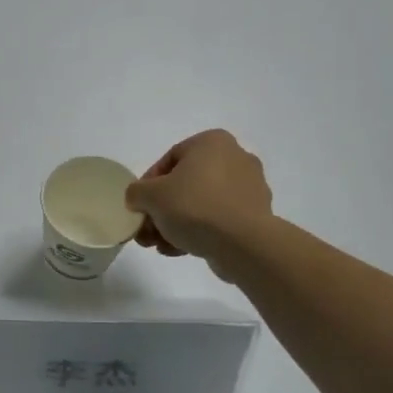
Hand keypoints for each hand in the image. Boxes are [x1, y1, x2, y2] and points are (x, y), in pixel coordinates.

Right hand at [126, 130, 276, 281]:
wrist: (243, 244)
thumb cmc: (194, 207)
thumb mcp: (150, 195)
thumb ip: (136, 192)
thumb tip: (139, 199)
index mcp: (212, 142)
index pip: (169, 159)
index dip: (148, 185)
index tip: (139, 206)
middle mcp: (235, 158)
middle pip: (185, 184)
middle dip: (162, 210)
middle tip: (147, 230)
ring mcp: (250, 188)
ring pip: (201, 204)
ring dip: (176, 224)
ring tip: (160, 246)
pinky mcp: (257, 215)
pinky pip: (219, 219)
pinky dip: (199, 231)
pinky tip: (180, 250)